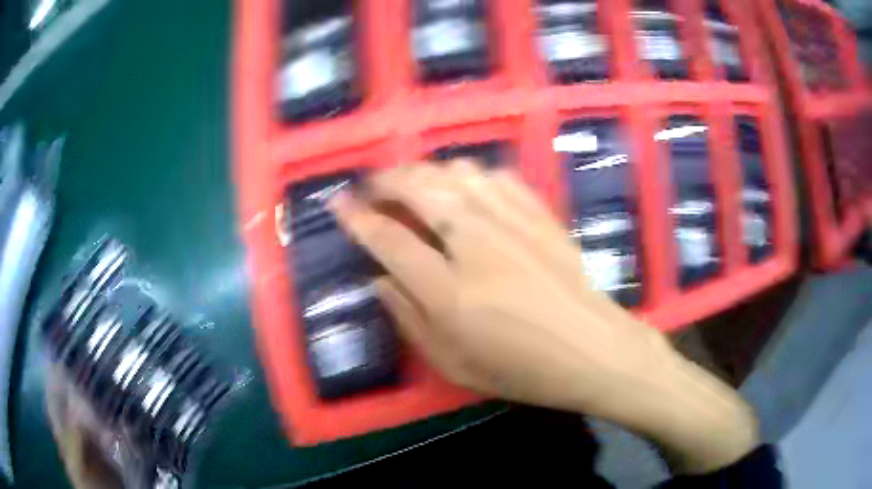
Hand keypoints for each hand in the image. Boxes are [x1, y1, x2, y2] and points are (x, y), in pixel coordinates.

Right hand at [330, 160, 758, 473]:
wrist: (592, 350)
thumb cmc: (522, 369)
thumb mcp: (453, 363)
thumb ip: (409, 318)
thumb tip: (379, 278)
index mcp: (449, 291)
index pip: (388, 240)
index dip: (357, 218)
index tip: (338, 203)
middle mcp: (476, 245)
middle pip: (419, 190)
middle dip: (387, 180)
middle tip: (372, 187)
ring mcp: (512, 223)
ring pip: (456, 173)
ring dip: (425, 172)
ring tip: (412, 184)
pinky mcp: (539, 214)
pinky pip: (495, 176)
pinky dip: (469, 174)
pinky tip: (463, 186)